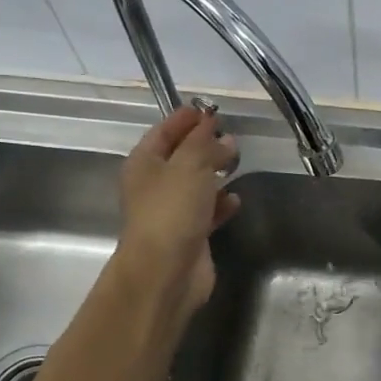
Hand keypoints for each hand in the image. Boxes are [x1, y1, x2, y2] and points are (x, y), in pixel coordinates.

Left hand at [117, 106, 240, 318]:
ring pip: (195, 184)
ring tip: (236, 162)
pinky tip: (235, 199)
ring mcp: (171, 212)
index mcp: (144, 163)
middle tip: (230, 135)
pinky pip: (207, 211)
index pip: (164, 132)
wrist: (166, 271)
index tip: (209, 108)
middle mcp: (154, 185)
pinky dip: (221, 203)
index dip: (185, 119)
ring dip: (214, 173)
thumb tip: (218, 130)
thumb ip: (204, 143)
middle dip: (204, 145)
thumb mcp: (189, 165)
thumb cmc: (172, 210)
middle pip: (180, 157)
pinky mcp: (190, 235)